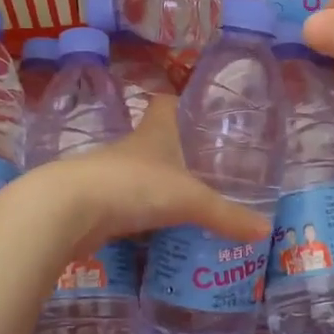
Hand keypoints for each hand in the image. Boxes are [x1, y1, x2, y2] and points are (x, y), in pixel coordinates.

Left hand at [31, 99, 269, 259]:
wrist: (69, 210)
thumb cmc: (134, 186)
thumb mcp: (190, 200)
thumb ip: (227, 215)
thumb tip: (264, 230)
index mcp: (154, 132)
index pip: (167, 104)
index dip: (183, 103)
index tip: (201, 113)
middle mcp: (131, 147)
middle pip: (156, 139)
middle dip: (178, 150)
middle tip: (209, 166)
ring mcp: (110, 174)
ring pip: (140, 173)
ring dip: (158, 183)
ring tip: (188, 200)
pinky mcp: (96, 203)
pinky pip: (127, 204)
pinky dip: (141, 213)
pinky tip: (158, 229)